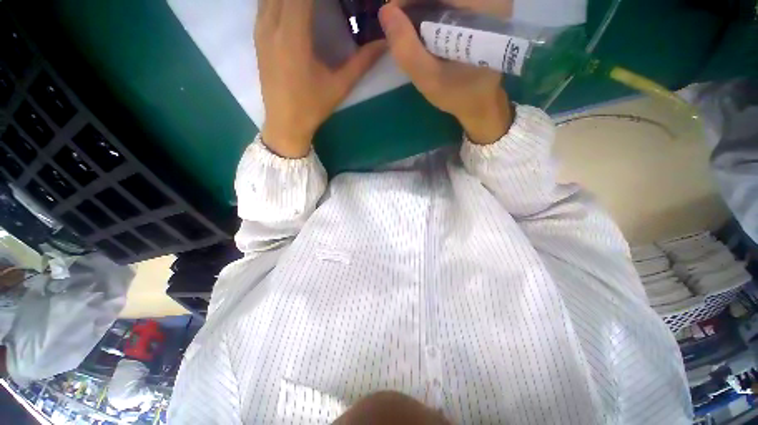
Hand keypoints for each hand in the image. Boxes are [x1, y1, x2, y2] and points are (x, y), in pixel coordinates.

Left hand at [256, 0, 384, 157]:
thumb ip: (362, 62)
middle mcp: (271, 25)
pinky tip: (295, 5)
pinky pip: (265, 1)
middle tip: (328, 2)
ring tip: (315, 5)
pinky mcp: (257, 35)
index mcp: (292, 36)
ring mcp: (260, 28)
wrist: (285, 123)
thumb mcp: (340, 86)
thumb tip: (385, 43)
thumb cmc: (313, 107)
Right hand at [378, 1, 513, 143]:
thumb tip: (385, 11)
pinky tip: (423, 30)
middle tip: (399, 27)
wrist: (481, 101)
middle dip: (413, 5)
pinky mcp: (481, 6)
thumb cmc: (457, 94)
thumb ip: (406, 49)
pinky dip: (429, 10)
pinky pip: (448, 3)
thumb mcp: (428, 79)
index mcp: (482, 8)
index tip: (391, 17)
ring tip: (409, 32)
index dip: (408, 0)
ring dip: (420, 8)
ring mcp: (487, 0)